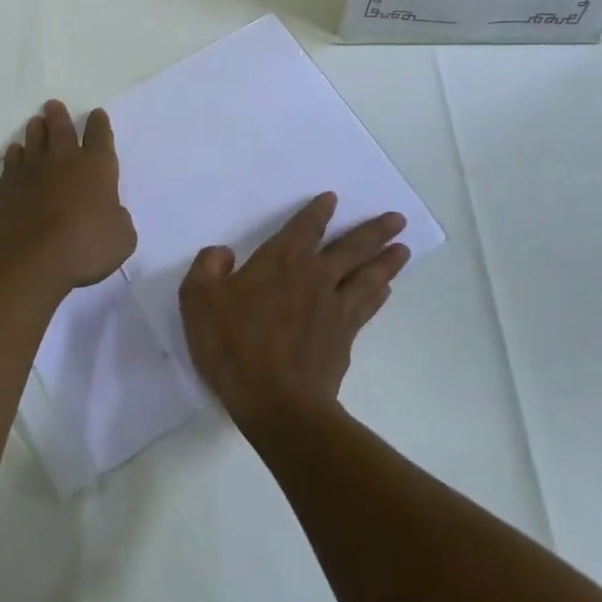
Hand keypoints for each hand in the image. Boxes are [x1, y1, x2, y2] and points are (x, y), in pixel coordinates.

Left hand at [0, 101, 136, 292]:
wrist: (28, 259)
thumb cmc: (84, 247)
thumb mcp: (120, 239)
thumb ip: (119, 221)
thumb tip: (111, 214)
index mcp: (97, 168)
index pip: (100, 137)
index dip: (99, 124)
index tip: (97, 114)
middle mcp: (64, 162)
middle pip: (62, 130)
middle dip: (60, 116)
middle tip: (53, 104)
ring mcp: (31, 172)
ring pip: (34, 141)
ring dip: (36, 130)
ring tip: (36, 121)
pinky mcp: (6, 187)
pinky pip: (12, 163)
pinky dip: (15, 155)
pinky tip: (15, 152)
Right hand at [180, 193, 407, 434]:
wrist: (278, 403)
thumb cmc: (235, 346)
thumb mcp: (198, 301)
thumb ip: (207, 268)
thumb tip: (222, 253)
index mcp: (281, 262)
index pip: (305, 227)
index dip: (319, 211)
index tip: (333, 199)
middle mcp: (314, 277)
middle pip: (352, 247)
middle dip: (375, 231)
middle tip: (398, 218)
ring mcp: (334, 308)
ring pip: (367, 275)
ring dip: (387, 260)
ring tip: (404, 249)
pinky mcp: (345, 337)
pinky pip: (366, 306)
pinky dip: (378, 294)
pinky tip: (385, 290)